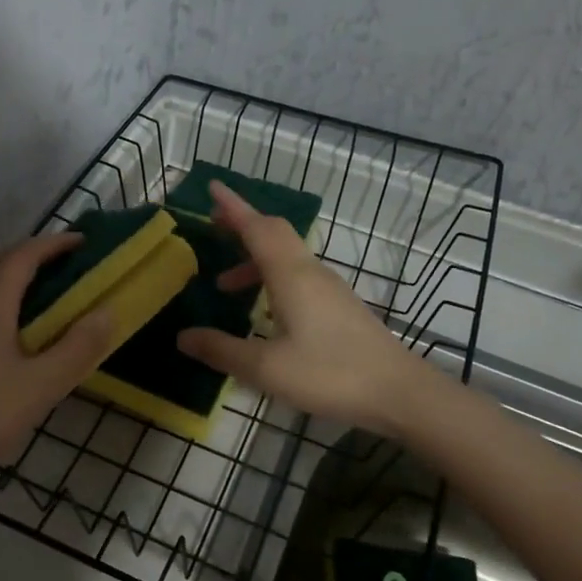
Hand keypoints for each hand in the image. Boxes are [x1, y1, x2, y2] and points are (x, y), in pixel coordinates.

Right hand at [176, 181, 431, 433]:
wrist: (399, 392)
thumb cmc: (330, 374)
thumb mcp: (266, 368)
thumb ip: (222, 350)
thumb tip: (182, 336)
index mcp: (291, 275)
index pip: (257, 227)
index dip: (233, 207)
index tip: (212, 187)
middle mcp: (310, 272)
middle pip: (274, 234)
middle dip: (242, 226)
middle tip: (214, 228)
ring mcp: (329, 288)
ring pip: (286, 256)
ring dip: (254, 259)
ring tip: (226, 286)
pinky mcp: (339, 306)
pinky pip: (297, 275)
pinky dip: (271, 277)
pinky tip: (263, 310)